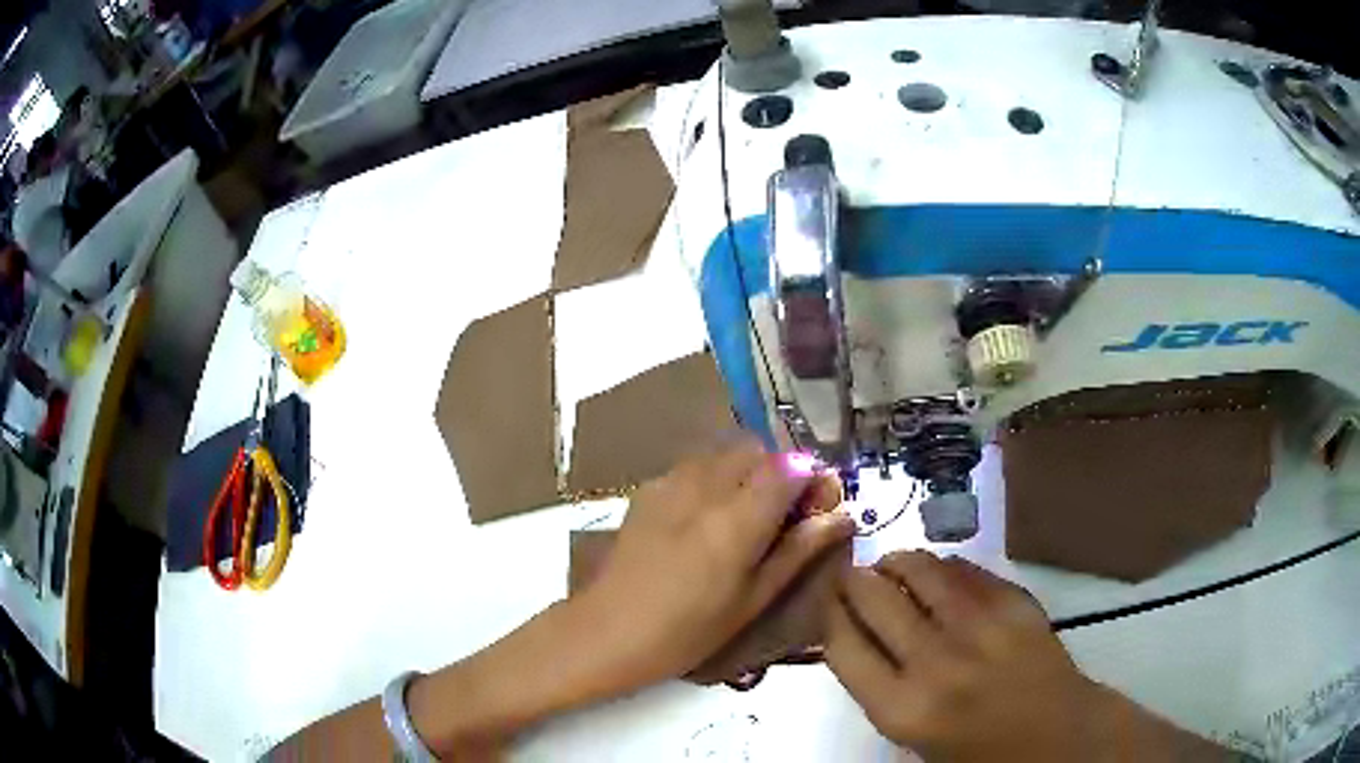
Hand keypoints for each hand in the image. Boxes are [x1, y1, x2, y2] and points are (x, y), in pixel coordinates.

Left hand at [580, 436, 854, 685]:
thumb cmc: (688, 631)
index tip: (819, 508)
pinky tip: (706, 520)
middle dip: (781, 473)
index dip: (813, 480)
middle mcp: (706, 485)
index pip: (791, 466)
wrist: (608, 630)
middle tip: (783, 517)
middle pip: (759, 451)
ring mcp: (671, 482)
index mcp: (737, 518)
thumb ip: (798, 550)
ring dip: (747, 473)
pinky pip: (695, 466)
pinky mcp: (649, 488)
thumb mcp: (753, 599)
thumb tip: (842, 517)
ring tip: (745, 518)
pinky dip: (715, 479)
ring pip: (725, 454)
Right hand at [826, 552, 1231, 761]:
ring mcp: (980, 626)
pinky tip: (936, 571)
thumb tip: (855, 629)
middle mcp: (935, 662)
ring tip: (891, 564)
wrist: (1056, 733)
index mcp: (902, 708)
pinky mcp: (1014, 602)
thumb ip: (878, 683)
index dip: (827, 612)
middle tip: (850, 574)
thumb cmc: (976, 749)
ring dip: (896, 562)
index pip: (841, 643)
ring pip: (920, 570)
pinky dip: (941, 565)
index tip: (823, 599)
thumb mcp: (912, 733)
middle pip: (874, 599)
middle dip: (853, 580)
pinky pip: (964, 569)